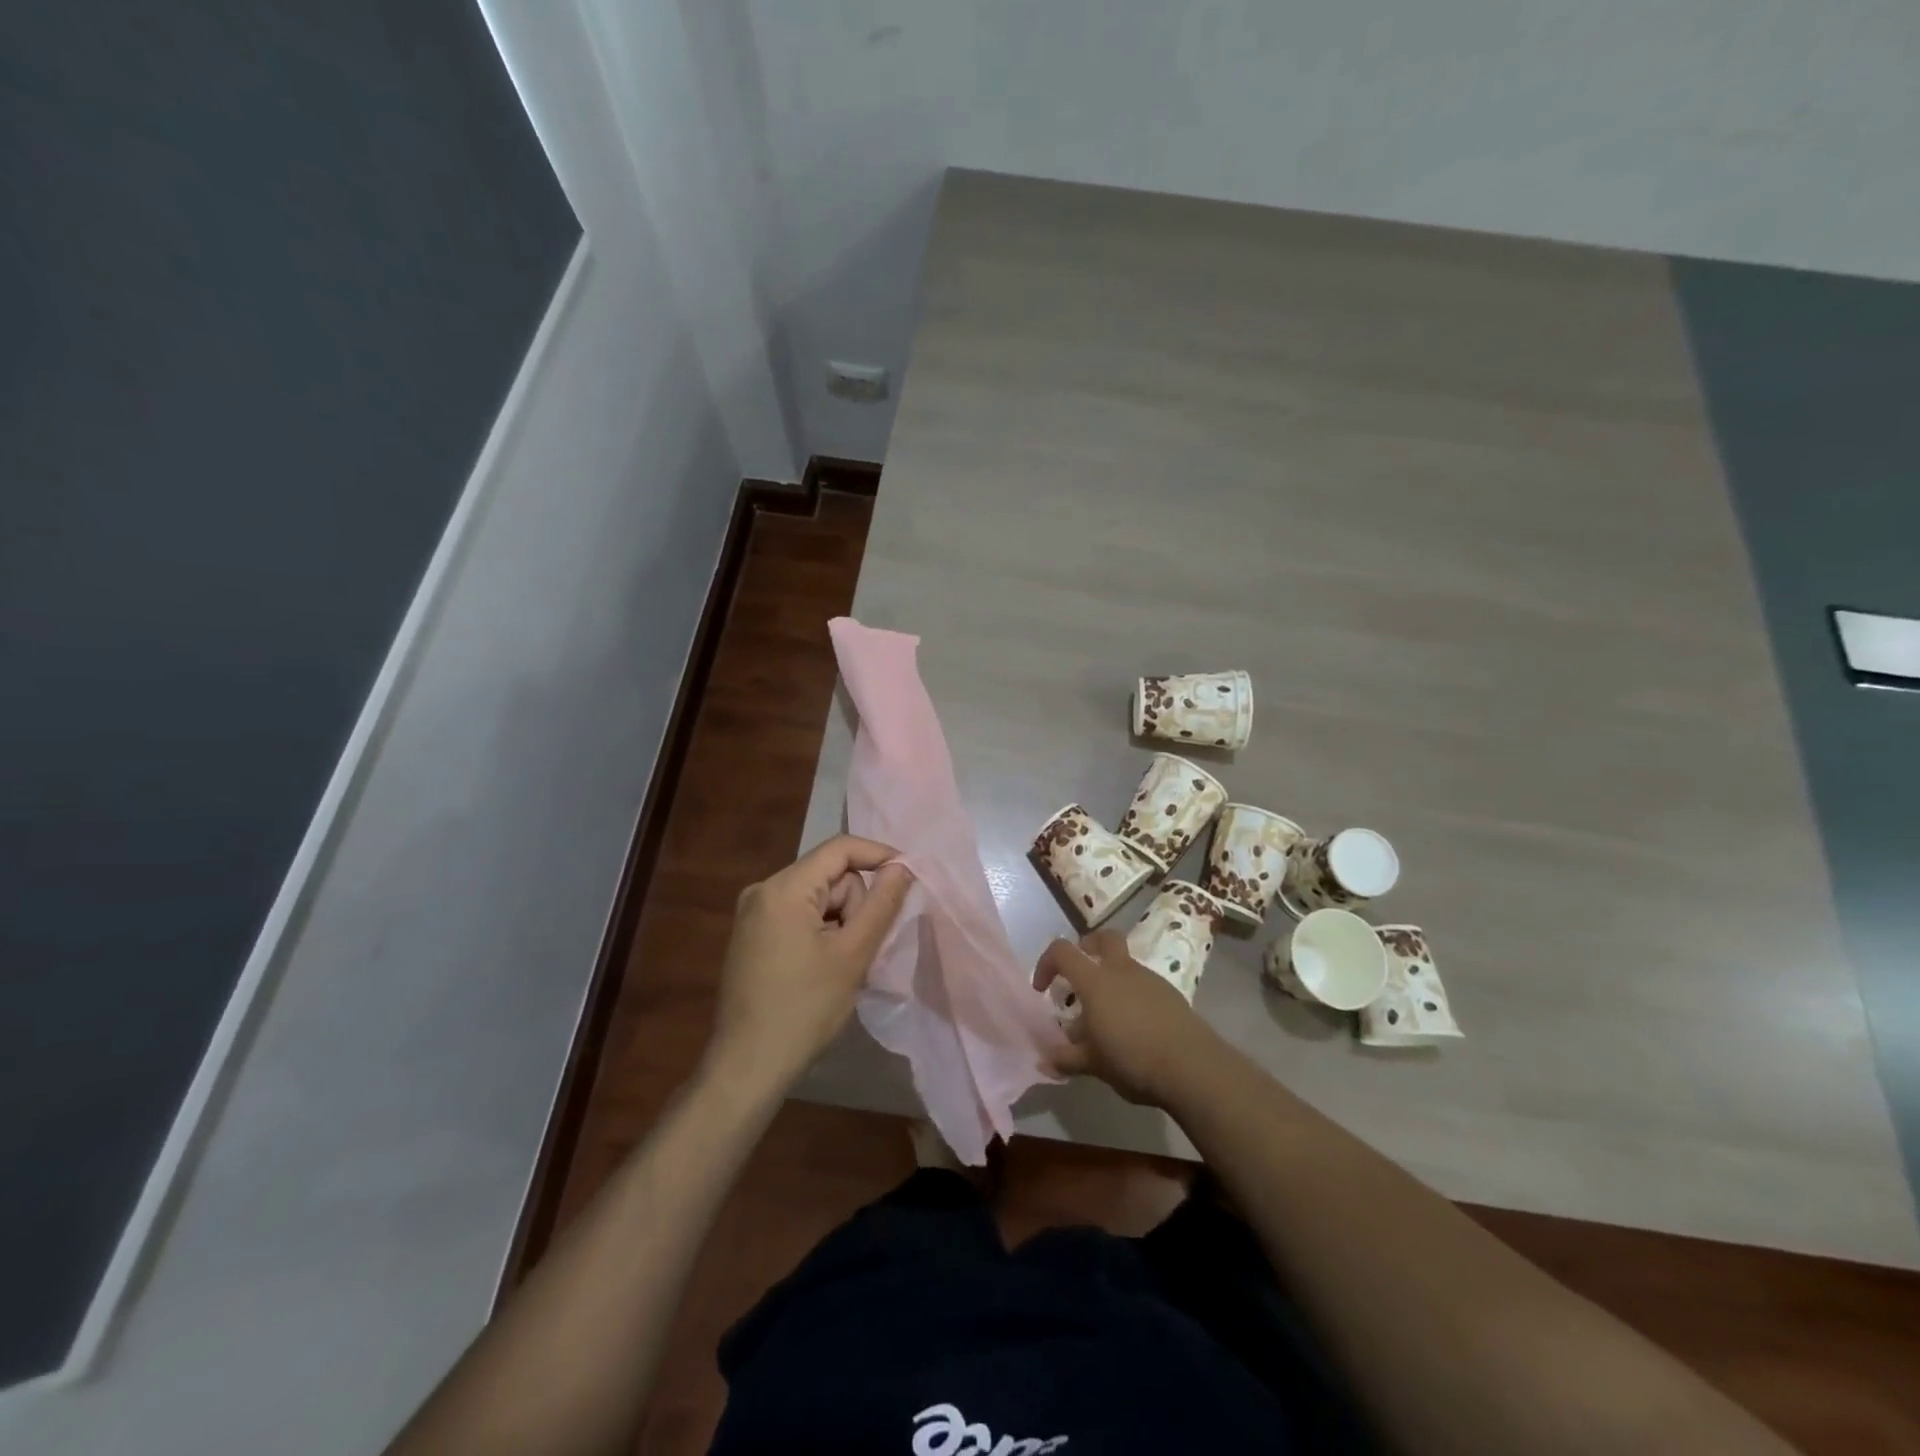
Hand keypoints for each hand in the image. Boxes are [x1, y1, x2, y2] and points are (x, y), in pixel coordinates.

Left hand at [706, 836, 913, 1097]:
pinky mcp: (752, 934)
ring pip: (818, 897)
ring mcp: (753, 913)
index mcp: (783, 888)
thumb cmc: (804, 1010)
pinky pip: (800, 914)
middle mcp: (763, 890)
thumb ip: (882, 904)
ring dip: (839, 923)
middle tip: (855, 951)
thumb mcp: (853, 955)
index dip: (879, 856)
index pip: (840, 848)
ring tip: (838, 966)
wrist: (748, 1067)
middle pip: (830, 875)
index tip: (909, 878)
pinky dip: (821, 932)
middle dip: (853, 905)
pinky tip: (820, 968)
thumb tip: (902, 866)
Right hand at [1034, 931, 1222, 1107]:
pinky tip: (1134, 1027)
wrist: (1193, 1067)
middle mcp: (1122, 970)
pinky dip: (1133, 996)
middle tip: (1080, 972)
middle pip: (1104, 938)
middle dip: (1088, 947)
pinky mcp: (1171, 994)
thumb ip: (1067, 1059)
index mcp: (1095, 981)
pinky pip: (1144, 985)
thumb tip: (1045, 1060)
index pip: (1062, 951)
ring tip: (1107, 1016)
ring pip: (1125, 964)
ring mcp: (1150, 979)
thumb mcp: (1093, 1064)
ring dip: (1111, 978)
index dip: (1046, 963)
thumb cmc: (1133, 1059)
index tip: (1042, 990)